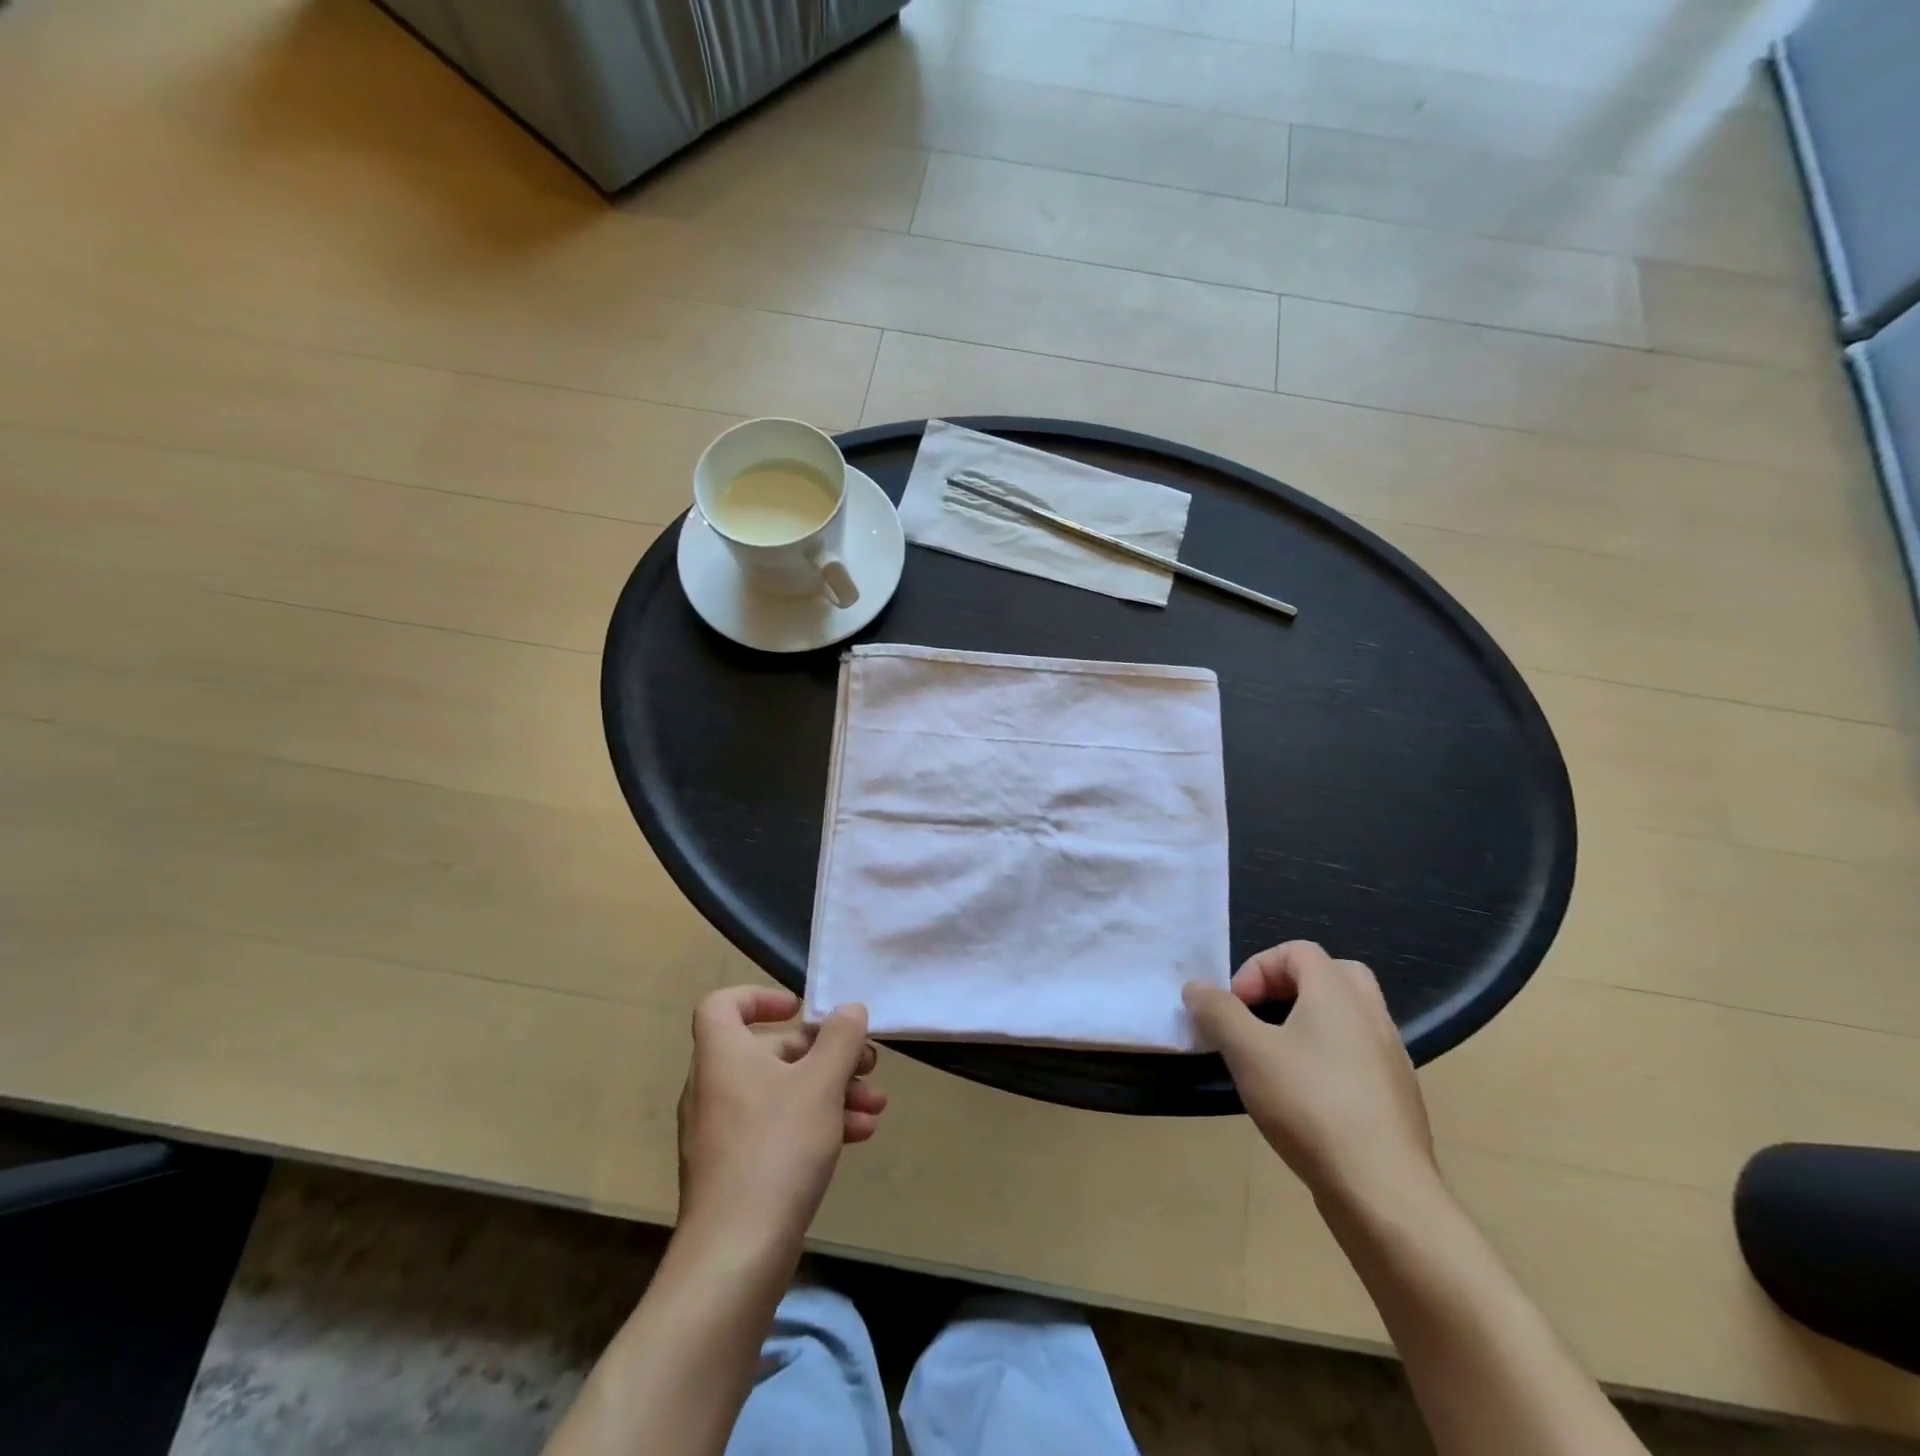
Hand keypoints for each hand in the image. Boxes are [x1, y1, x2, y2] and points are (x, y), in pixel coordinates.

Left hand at [676, 986, 885, 1250]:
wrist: (735, 1255)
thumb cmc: (776, 1148)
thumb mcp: (821, 1083)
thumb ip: (840, 1038)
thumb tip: (848, 1009)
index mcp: (723, 1055)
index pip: (724, 1004)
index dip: (761, 997)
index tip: (802, 1009)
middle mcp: (715, 1087)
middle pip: (770, 1050)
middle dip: (825, 1054)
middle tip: (867, 1063)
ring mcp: (723, 1132)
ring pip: (781, 1092)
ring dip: (831, 1091)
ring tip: (875, 1105)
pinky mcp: (735, 1169)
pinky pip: (777, 1128)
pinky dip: (815, 1123)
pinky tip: (859, 1136)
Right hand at [1184, 942, 1437, 1208]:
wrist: (1384, 1191)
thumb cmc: (1310, 1106)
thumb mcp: (1247, 1052)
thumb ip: (1218, 1012)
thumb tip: (1197, 988)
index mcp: (1337, 993)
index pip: (1298, 951)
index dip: (1258, 967)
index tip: (1235, 1006)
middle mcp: (1371, 1015)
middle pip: (1332, 975)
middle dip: (1290, 986)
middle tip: (1262, 1016)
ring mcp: (1392, 1057)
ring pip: (1349, 1016)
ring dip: (1311, 1022)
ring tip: (1277, 1057)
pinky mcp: (1398, 1097)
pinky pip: (1360, 1055)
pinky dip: (1331, 1057)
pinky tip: (1307, 1096)